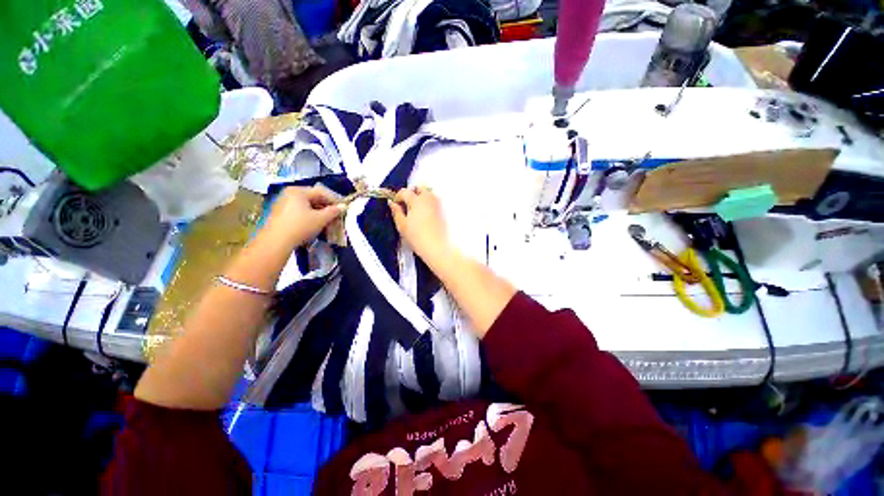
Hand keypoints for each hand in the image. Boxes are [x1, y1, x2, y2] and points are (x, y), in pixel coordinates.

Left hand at [262, 186, 343, 247]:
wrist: (276, 242)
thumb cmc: (300, 226)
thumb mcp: (321, 219)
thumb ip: (334, 211)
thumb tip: (343, 206)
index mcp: (298, 191)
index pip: (321, 192)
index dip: (335, 200)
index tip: (344, 208)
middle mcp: (289, 193)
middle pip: (313, 197)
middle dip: (326, 207)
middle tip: (337, 215)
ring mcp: (283, 203)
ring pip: (307, 205)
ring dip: (319, 212)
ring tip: (328, 221)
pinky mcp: (280, 213)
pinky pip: (299, 210)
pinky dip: (310, 216)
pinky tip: (316, 224)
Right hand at [389, 186, 451, 263]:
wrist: (436, 247)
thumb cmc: (417, 237)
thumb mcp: (402, 225)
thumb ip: (396, 211)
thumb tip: (392, 203)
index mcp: (416, 200)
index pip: (404, 192)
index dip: (398, 197)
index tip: (396, 204)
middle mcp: (428, 198)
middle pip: (419, 188)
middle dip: (411, 194)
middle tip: (406, 205)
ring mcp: (437, 204)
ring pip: (428, 194)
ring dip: (421, 198)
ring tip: (415, 211)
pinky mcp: (443, 211)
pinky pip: (434, 202)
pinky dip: (428, 204)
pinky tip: (425, 215)